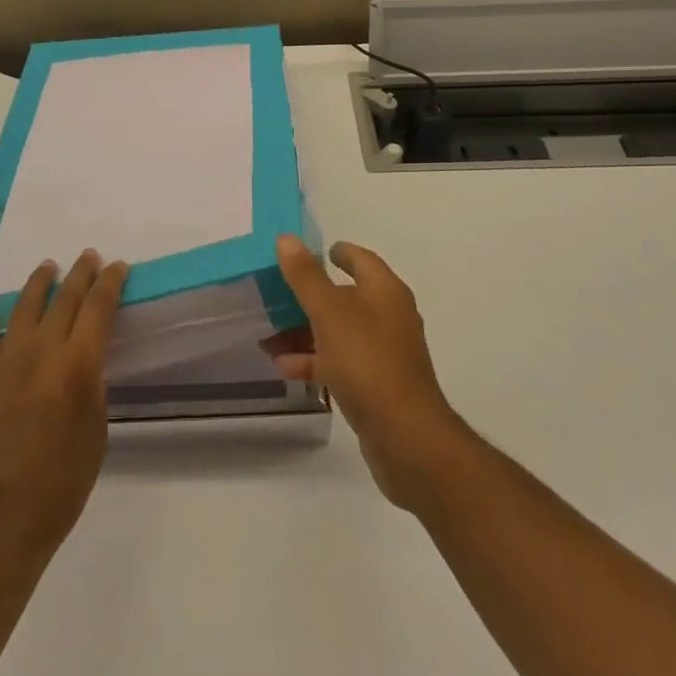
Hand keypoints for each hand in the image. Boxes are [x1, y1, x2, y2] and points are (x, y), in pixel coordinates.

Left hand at [0, 251, 127, 565]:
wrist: (6, 517)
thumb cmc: (64, 479)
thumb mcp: (97, 428)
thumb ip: (92, 384)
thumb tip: (84, 360)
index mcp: (77, 364)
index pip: (98, 308)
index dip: (110, 284)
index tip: (119, 267)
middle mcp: (43, 351)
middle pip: (64, 299)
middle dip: (80, 274)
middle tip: (90, 258)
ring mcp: (10, 362)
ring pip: (25, 307)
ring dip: (39, 283)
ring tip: (48, 267)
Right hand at [269, 235, 469, 510]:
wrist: (406, 438)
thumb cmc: (367, 362)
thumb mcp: (329, 313)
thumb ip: (306, 276)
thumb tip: (287, 238)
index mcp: (385, 291)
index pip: (360, 259)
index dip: (336, 252)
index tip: (308, 252)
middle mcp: (389, 316)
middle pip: (345, 296)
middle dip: (309, 296)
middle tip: (276, 294)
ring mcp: (384, 353)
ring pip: (339, 332)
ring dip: (305, 331)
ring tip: (269, 335)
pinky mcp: (377, 386)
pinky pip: (340, 362)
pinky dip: (314, 360)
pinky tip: (284, 367)